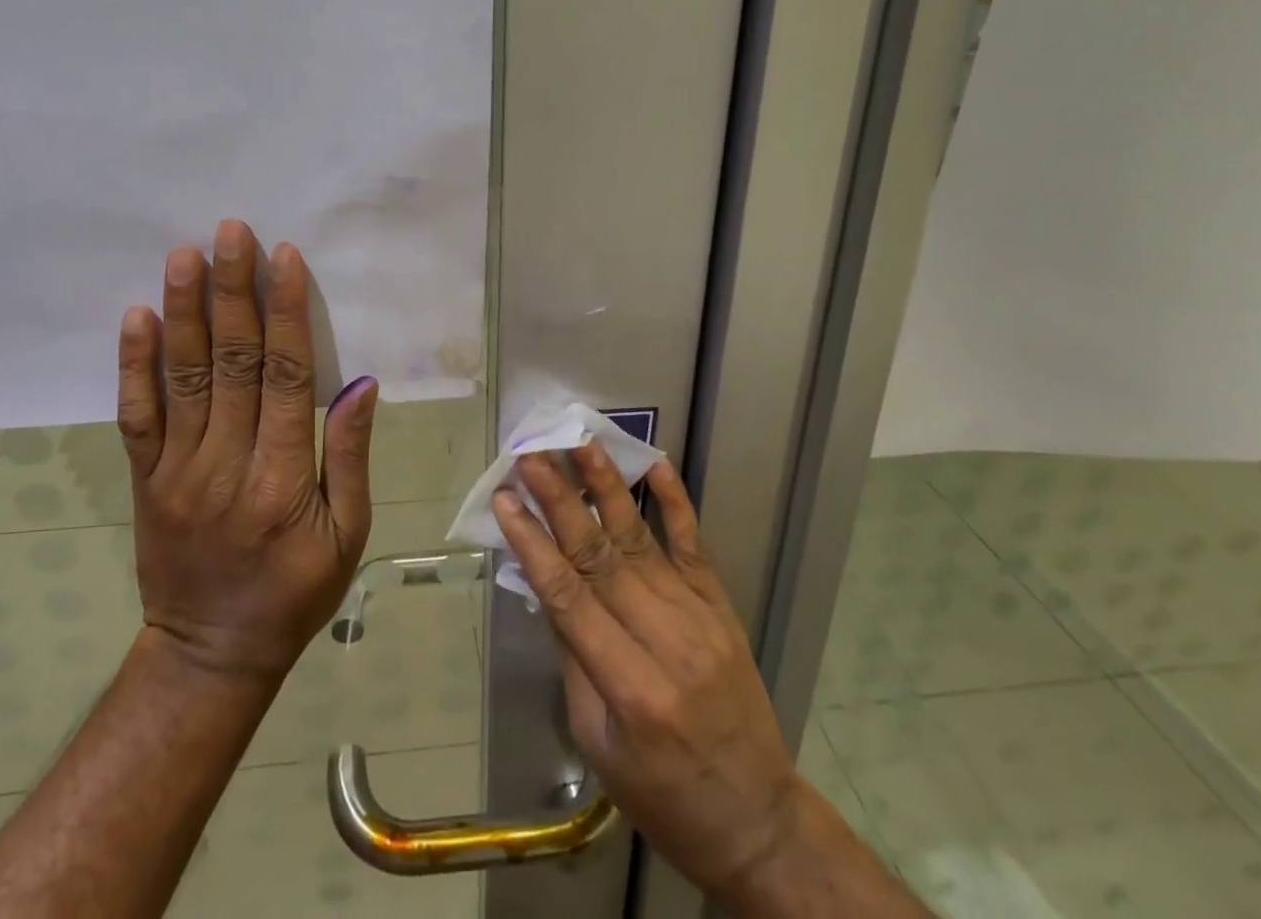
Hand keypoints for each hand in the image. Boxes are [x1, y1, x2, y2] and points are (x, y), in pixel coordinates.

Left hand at [117, 219, 377, 682]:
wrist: (209, 654)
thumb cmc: (294, 592)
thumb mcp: (348, 535)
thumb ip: (350, 456)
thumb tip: (360, 384)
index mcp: (283, 477)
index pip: (286, 376)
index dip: (286, 312)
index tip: (284, 258)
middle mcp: (226, 463)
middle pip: (230, 362)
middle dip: (233, 291)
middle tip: (230, 232)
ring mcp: (178, 470)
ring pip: (182, 376)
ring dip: (184, 310)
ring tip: (184, 255)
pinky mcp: (146, 479)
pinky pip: (136, 415)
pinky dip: (134, 365)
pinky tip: (137, 317)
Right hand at [493, 448, 799, 910]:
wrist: (756, 819)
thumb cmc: (662, 795)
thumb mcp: (597, 742)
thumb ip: (572, 657)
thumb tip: (544, 583)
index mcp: (629, 687)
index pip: (569, 597)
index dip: (532, 543)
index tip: (505, 499)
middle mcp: (666, 640)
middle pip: (601, 556)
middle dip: (561, 500)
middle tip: (531, 455)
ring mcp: (699, 616)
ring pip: (641, 538)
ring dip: (606, 486)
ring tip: (580, 441)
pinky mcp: (720, 605)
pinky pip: (694, 544)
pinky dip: (674, 501)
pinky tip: (653, 463)